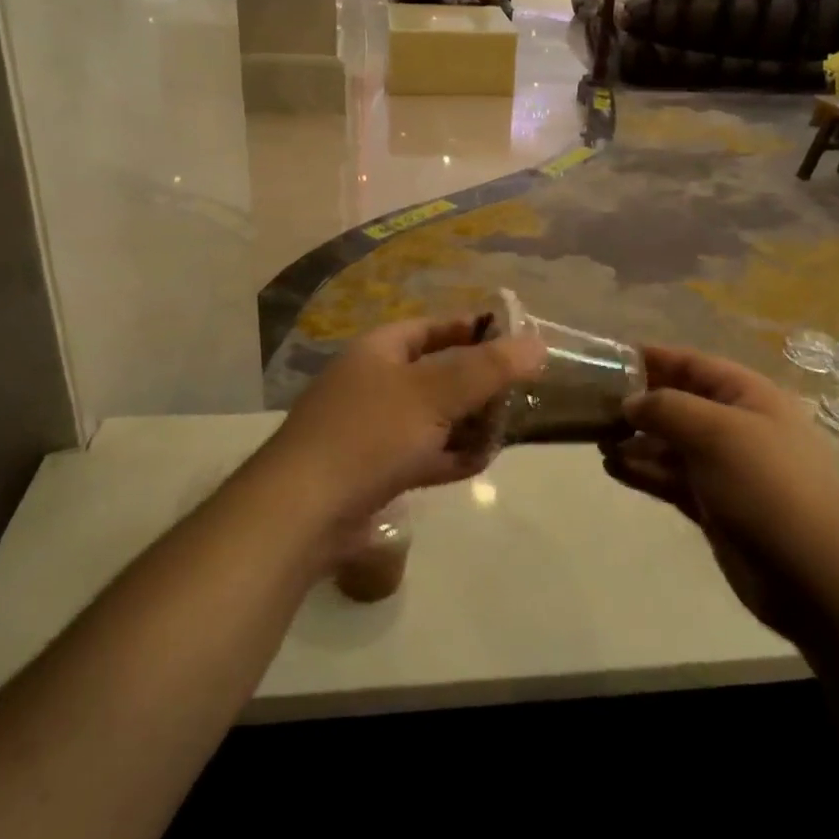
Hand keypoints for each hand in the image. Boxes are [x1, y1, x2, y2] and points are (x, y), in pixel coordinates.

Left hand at [267, 317, 544, 529]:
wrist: (301, 512)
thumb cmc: (369, 434)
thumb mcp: (434, 393)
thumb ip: (488, 368)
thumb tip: (537, 343)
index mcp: (381, 350)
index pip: (435, 327)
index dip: (474, 329)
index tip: (514, 341)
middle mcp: (375, 382)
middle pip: (439, 373)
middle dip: (478, 385)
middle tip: (518, 396)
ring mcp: (372, 428)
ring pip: (434, 416)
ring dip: (468, 423)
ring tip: (503, 432)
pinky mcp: (374, 470)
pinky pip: (423, 453)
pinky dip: (450, 456)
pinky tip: (478, 462)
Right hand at [603, 346, 838, 642]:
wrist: (816, 575)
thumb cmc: (767, 485)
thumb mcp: (716, 432)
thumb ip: (666, 408)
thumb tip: (630, 402)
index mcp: (747, 395)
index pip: (692, 363)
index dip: (652, 358)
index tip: (607, 358)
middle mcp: (736, 425)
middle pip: (678, 402)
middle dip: (638, 402)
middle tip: (592, 405)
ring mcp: (725, 468)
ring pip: (671, 443)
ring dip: (636, 440)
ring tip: (596, 439)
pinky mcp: (714, 506)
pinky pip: (671, 478)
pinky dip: (644, 471)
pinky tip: (613, 468)